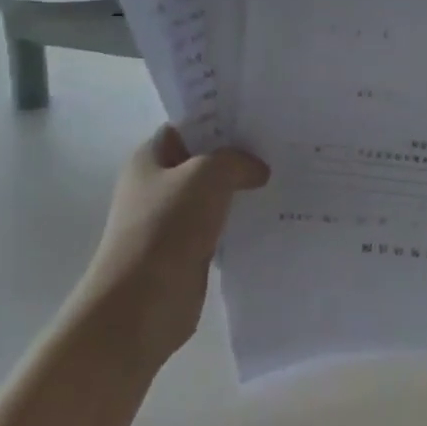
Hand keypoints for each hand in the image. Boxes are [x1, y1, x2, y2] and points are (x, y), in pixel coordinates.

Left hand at [80, 125, 268, 369]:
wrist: (140, 306)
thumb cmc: (165, 229)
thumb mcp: (205, 176)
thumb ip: (236, 161)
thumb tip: (257, 170)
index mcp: (150, 158)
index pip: (188, 126)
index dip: (221, 120)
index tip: (260, 119)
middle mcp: (158, 185)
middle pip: (205, 161)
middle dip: (240, 156)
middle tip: (282, 149)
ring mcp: (172, 221)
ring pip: (216, 196)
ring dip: (244, 192)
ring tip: (286, 179)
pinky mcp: (188, 252)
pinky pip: (221, 228)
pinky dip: (243, 223)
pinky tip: (273, 218)